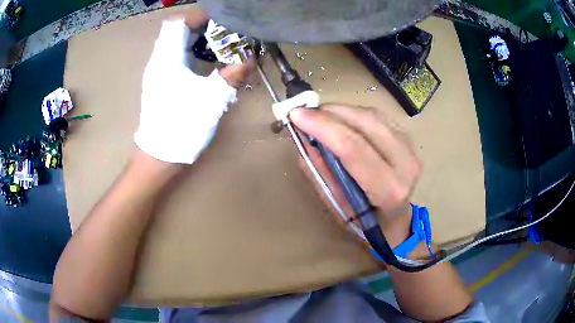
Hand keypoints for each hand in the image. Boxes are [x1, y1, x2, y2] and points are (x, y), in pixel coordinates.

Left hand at [134, 13, 253, 164]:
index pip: (178, 23)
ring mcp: (157, 72)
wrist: (160, 155)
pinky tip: (206, 64)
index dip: (198, 17)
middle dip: (202, 28)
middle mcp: (159, 61)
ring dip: (197, 40)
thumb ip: (231, 75)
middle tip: (225, 34)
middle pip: (178, 31)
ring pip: (176, 44)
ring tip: (219, 46)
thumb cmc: (182, 126)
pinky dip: (191, 53)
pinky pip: (175, 57)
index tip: (220, 21)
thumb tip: (249, 59)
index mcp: (167, 59)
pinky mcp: (160, 82)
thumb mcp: (211, 99)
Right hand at [290, 104, 421, 245]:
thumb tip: (304, 138)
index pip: (354, 149)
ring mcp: (411, 148)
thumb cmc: (365, 222)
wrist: (395, 220)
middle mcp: (406, 164)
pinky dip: (353, 113)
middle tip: (304, 112)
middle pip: (366, 123)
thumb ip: (320, 172)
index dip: (323, 127)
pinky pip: (377, 116)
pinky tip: (339, 118)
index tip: (296, 115)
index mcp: (389, 189)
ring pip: (372, 115)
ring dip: (341, 110)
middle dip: (330, 113)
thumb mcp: (336, 205)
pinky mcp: (408, 139)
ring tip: (318, 116)